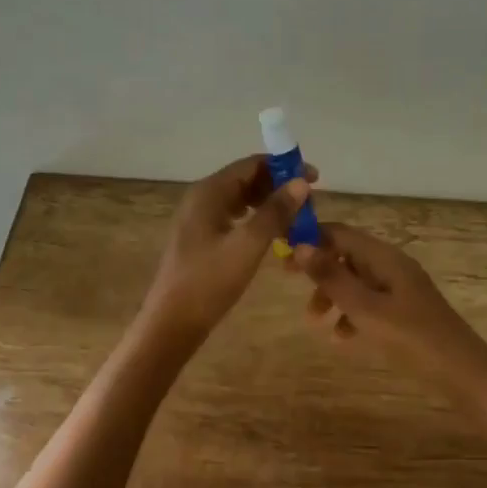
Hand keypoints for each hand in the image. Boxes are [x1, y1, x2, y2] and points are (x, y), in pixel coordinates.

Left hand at [139, 155, 314, 347]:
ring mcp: (199, 219)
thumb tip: (301, 183)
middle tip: (308, 207)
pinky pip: (233, 218)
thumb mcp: (248, 245)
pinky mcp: (200, 239)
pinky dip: (255, 220)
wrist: (172, 323)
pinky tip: (272, 237)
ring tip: (296, 222)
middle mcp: (201, 198)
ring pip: (240, 200)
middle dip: (278, 187)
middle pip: (246, 179)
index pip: (251, 164)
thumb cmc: (209, 282)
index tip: (315, 179)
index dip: (284, 167)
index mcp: (209, 192)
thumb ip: (275, 212)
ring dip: (269, 205)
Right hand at [292, 223, 486, 388]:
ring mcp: (400, 289)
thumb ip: (332, 278)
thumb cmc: (412, 338)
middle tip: (289, 282)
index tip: (282, 252)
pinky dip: (351, 314)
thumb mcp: (366, 309)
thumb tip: (301, 246)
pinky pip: (370, 303)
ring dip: (332, 294)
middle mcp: (392, 265)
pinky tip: (341, 338)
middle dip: (318, 268)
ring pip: (356, 281)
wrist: (464, 373)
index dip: (310, 238)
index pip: (340, 233)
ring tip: (314, 320)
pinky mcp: (405, 311)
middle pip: (346, 255)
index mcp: (384, 257)